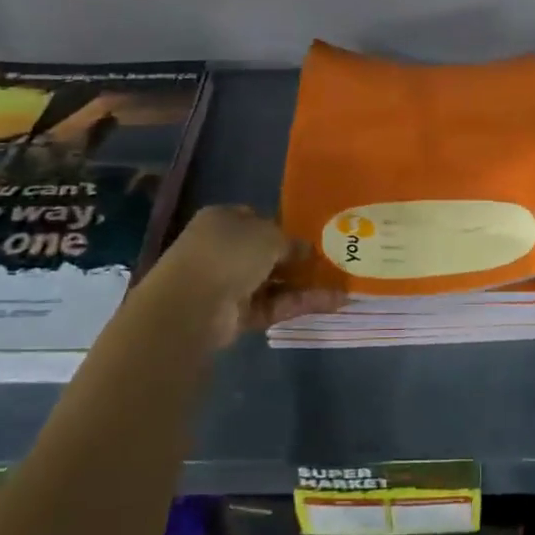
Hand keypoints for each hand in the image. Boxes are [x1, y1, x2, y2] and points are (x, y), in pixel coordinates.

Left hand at [152, 205, 343, 341]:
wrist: (192, 304)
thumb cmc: (229, 253)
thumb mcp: (268, 235)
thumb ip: (290, 241)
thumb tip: (305, 250)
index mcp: (223, 220)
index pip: (257, 219)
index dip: (283, 227)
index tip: (310, 235)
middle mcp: (223, 249)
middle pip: (266, 253)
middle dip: (297, 259)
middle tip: (330, 262)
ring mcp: (228, 283)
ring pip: (273, 282)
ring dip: (305, 284)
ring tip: (341, 286)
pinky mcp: (236, 315)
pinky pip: (273, 305)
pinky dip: (299, 304)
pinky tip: (332, 303)